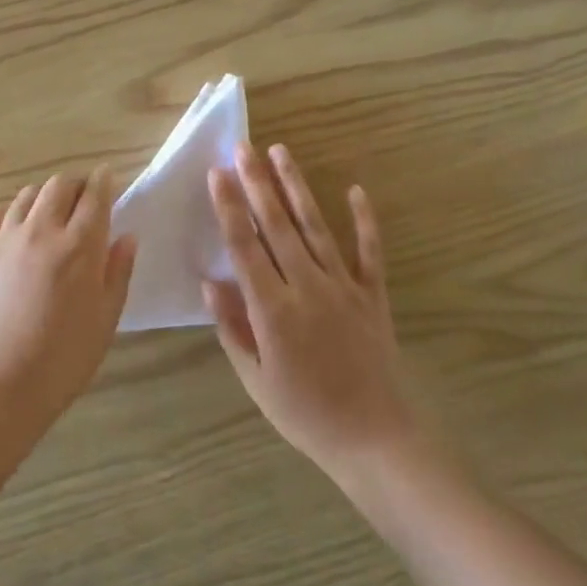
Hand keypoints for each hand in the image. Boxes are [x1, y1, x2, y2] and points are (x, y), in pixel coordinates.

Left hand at [0, 167, 137, 429]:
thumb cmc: (62, 360)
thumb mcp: (105, 320)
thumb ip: (118, 272)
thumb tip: (126, 236)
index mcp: (79, 246)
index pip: (95, 195)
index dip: (104, 181)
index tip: (108, 178)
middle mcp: (41, 231)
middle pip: (59, 184)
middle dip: (76, 184)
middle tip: (83, 199)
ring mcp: (4, 239)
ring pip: (27, 196)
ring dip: (45, 196)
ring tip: (51, 214)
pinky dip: (11, 214)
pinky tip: (16, 231)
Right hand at [206, 143, 415, 474]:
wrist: (375, 437)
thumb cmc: (305, 414)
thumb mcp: (256, 379)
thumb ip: (233, 327)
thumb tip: (210, 282)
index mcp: (273, 310)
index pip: (244, 247)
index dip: (229, 208)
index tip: (217, 174)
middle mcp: (308, 287)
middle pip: (277, 226)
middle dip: (257, 184)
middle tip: (243, 148)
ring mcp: (344, 287)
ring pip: (316, 227)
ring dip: (296, 188)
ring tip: (281, 153)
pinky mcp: (373, 295)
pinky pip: (369, 251)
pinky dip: (363, 220)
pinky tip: (354, 190)